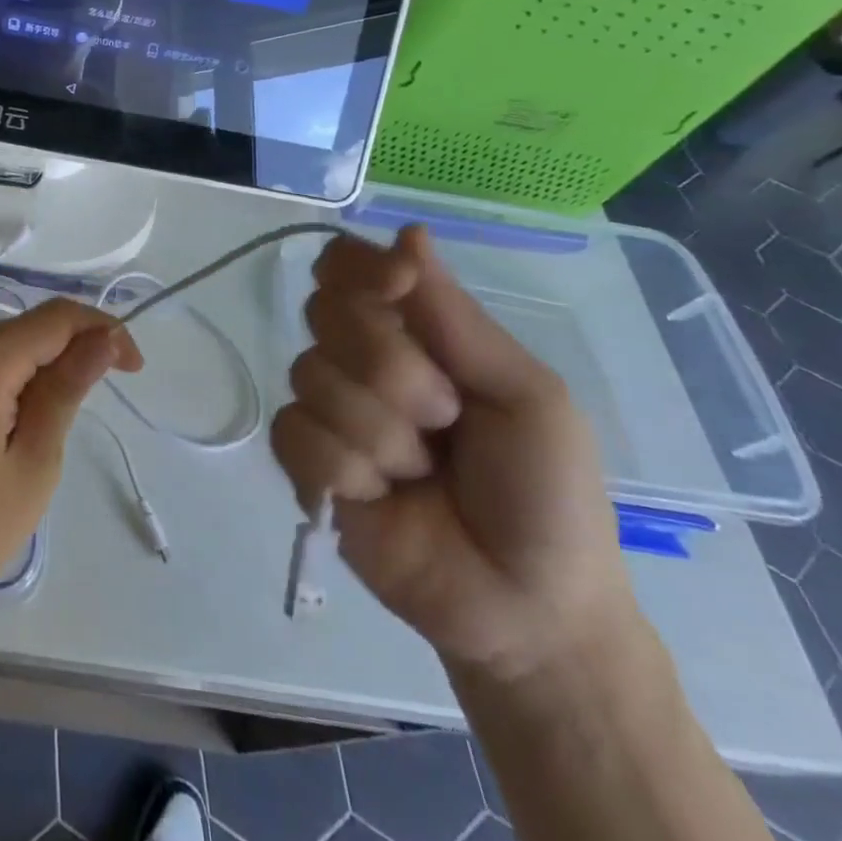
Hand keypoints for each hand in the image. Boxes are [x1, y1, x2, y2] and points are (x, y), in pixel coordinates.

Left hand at [0, 299, 140, 627]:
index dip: (103, 330)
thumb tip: (104, 338)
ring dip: (50, 364)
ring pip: (12, 343)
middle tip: (108, 393)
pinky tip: (32, 416)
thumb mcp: (34, 462)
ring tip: (69, 412)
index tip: (134, 369)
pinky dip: (21, 378)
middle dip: (78, 346)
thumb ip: (67, 390)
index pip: (56, 318)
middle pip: (32, 326)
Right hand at [271, 226, 636, 681]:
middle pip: (326, 313)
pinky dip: (346, 469)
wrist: (528, 608)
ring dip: (381, 432)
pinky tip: (380, 497)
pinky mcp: (305, 463)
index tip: (397, 288)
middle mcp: (360, 359)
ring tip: (422, 473)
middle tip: (445, 415)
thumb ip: (455, 316)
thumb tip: (408, 232)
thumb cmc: (545, 492)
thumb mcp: (525, 394)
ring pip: (312, 376)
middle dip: (390, 367)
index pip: (349, 267)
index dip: (359, 269)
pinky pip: (296, 433)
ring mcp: (329, 410)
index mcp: (415, 333)